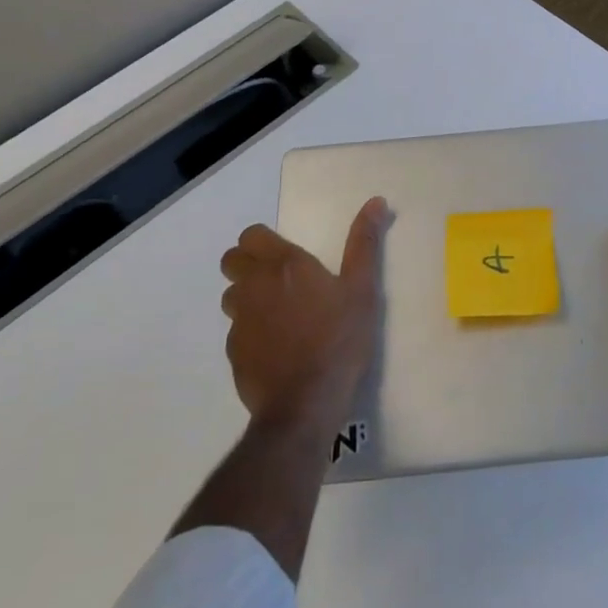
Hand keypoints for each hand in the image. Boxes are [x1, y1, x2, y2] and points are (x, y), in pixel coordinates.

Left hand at [219, 198, 390, 435]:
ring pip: (231, 297)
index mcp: (283, 265)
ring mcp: (240, 322)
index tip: (283, 252)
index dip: (262, 240)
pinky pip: (236, 332)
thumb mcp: (362, 288)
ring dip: (247, 297)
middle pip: (232, 261)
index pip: (251, 236)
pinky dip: (251, 332)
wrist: (306, 405)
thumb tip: (376, 201)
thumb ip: (364, 242)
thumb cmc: (338, 339)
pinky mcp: (234, 355)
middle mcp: (254, 287)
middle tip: (278, 279)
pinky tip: (275, 347)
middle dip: (247, 263)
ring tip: (277, 313)